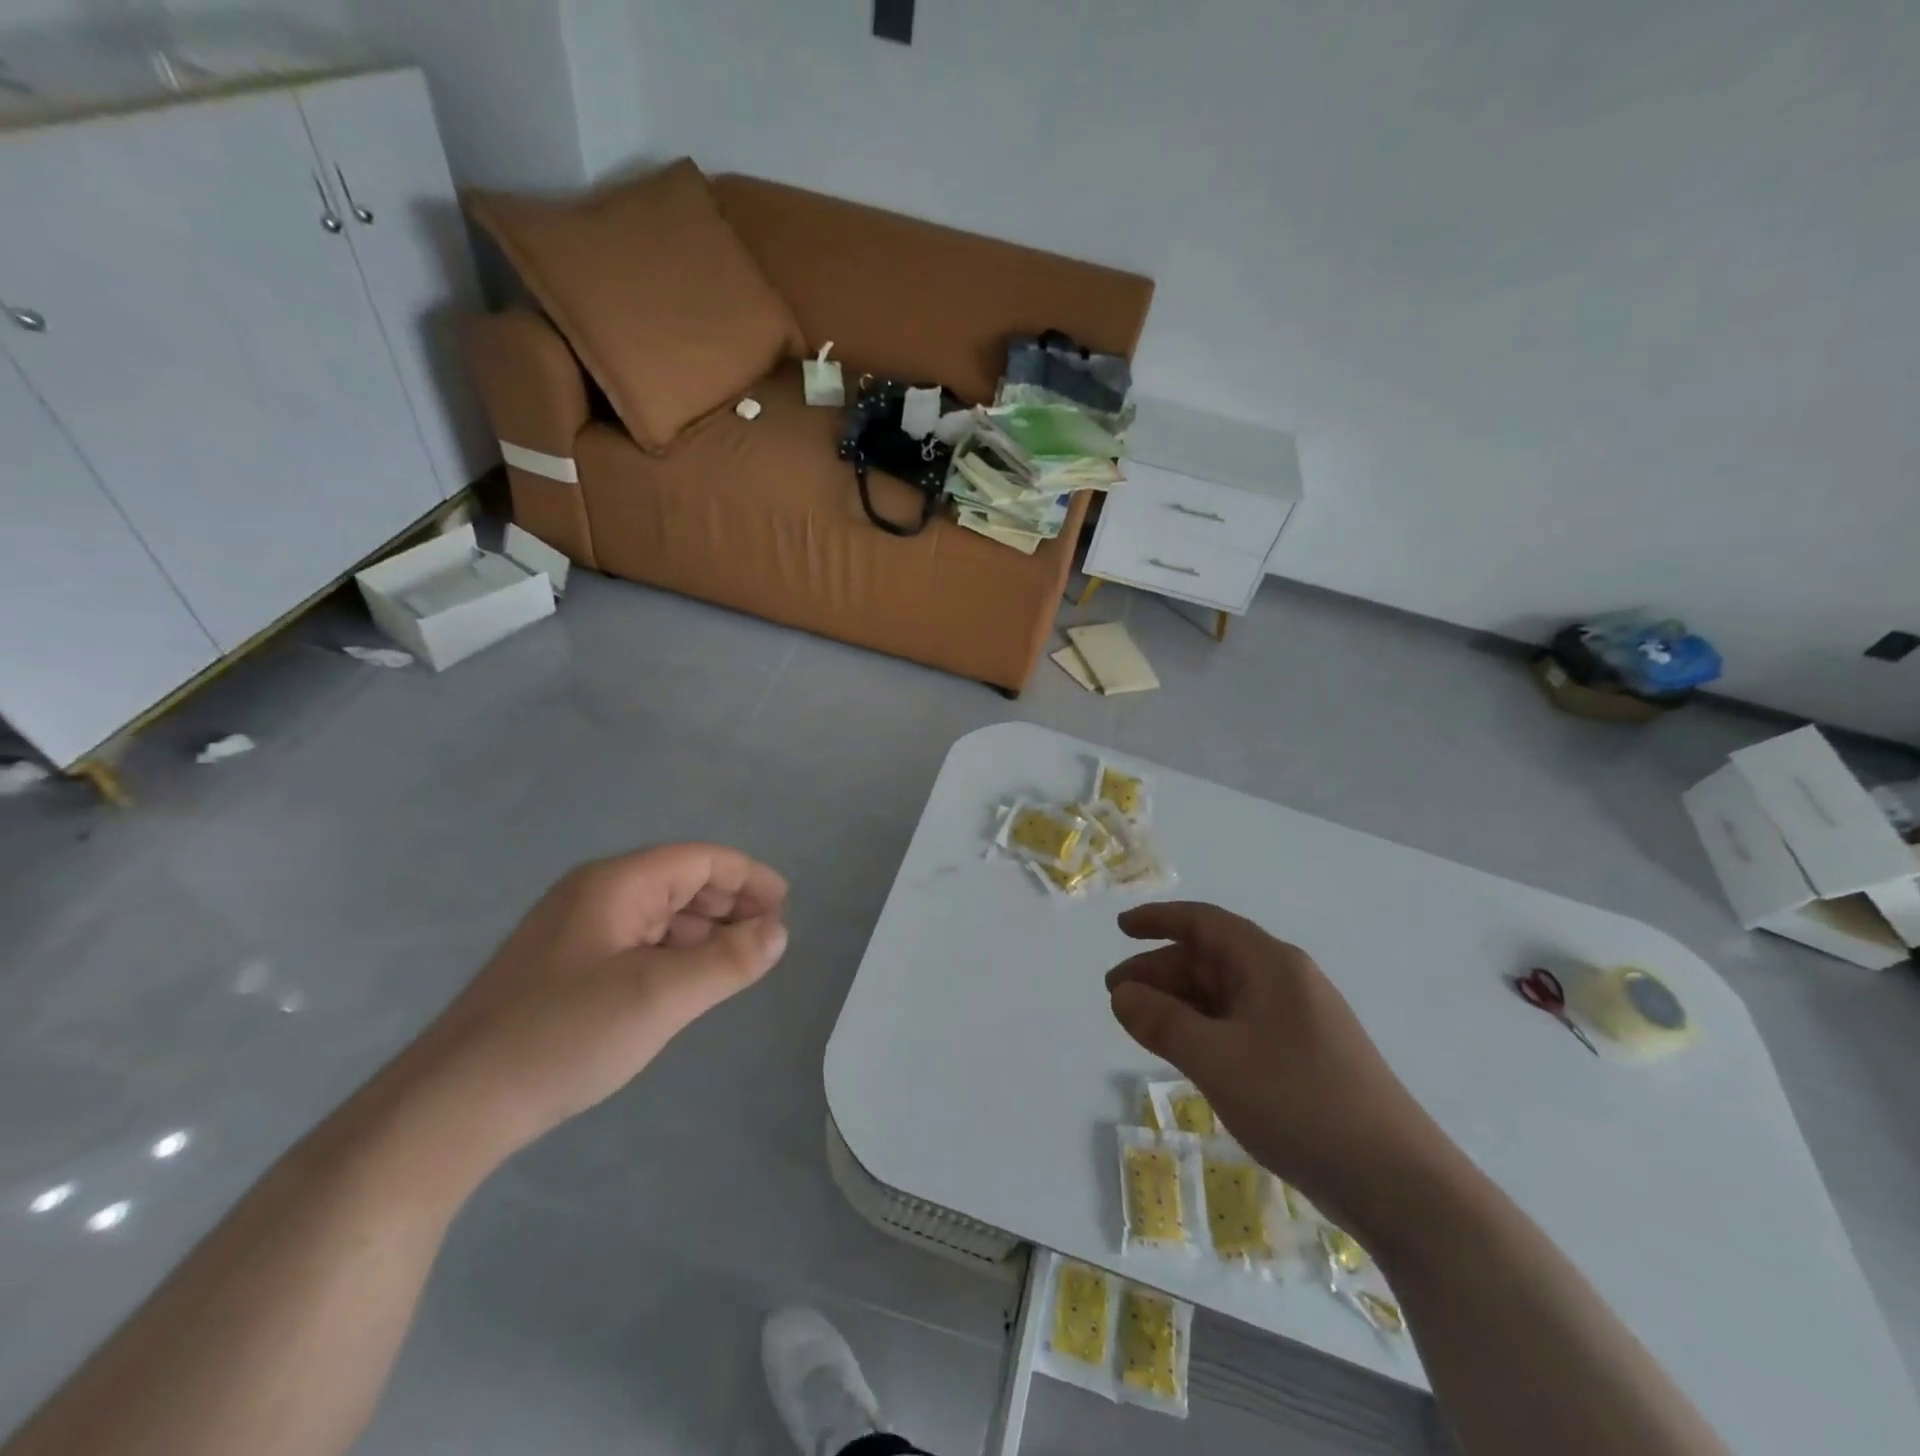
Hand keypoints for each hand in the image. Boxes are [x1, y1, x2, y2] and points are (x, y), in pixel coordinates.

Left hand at [400, 843, 788, 1157]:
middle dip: (731, 905)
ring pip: (660, 915)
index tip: (785, 908)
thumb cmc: (564, 1036)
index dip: (749, 877)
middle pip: (681, 882)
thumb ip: (729, 961)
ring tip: (738, 963)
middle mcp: (596, 895)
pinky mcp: (566, 968)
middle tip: (768, 941)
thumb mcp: (661, 997)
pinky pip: (638, 943)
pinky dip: (675, 954)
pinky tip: (688, 984)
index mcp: (616, 884)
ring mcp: (577, 932)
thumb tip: (779, 931)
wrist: (452, 1106)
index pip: (700, 859)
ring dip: (705, 931)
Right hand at [1106, 901, 1449, 1238]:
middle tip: (1115, 997)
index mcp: (1270, 964)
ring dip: (1179, 1004)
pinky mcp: (1304, 1057)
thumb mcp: (1217, 1060)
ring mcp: (1298, 1020)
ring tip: (1140, 1026)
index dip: (1158, 920)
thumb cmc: (1300, 1104)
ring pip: (1224, 995)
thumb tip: (1121, 994)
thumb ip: (1162, 1022)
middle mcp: (1285, 981)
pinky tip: (1185, 1053)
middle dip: (1159, 972)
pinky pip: (1240, 1025)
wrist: (1399, 1183)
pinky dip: (1204, 1030)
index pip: (1204, 923)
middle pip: (1210, 960)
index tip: (1120, 928)